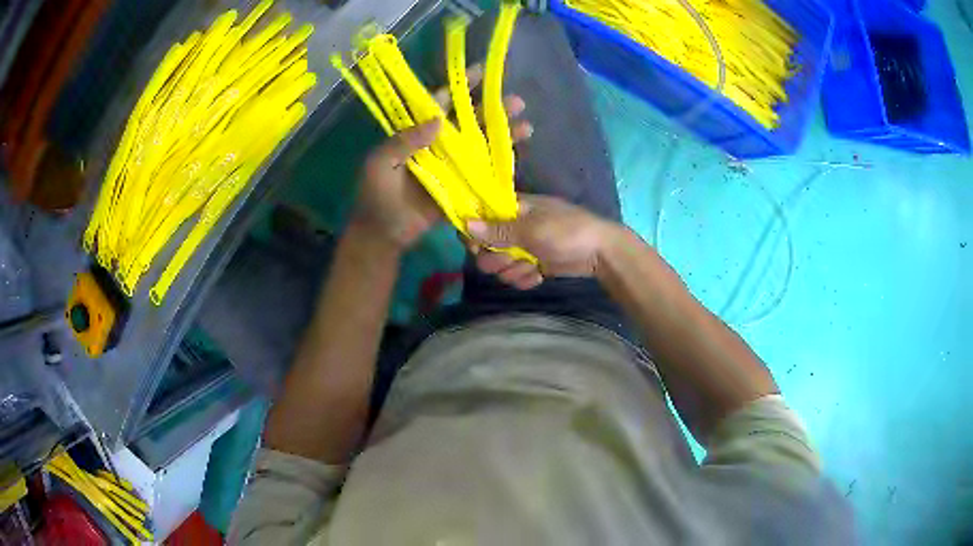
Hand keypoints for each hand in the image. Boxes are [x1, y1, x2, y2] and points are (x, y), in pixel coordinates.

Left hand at [353, 65, 531, 249]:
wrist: (383, 236)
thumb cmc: (376, 198)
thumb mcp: (380, 165)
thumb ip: (404, 142)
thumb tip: (438, 120)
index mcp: (415, 133)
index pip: (439, 103)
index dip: (459, 87)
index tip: (481, 72)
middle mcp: (436, 144)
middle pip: (466, 121)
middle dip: (491, 108)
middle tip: (516, 102)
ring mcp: (450, 165)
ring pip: (479, 143)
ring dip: (501, 132)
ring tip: (525, 125)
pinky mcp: (460, 186)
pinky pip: (482, 170)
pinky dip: (500, 161)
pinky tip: (518, 152)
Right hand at [467, 194, 621, 289]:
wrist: (600, 253)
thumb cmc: (567, 232)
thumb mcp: (532, 229)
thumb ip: (499, 230)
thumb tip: (466, 224)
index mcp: (514, 209)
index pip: (480, 218)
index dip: (474, 234)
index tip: (476, 247)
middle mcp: (515, 227)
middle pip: (486, 247)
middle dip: (496, 259)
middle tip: (511, 260)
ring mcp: (525, 247)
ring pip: (501, 265)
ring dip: (513, 270)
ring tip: (531, 267)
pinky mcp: (535, 264)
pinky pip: (517, 276)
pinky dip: (526, 278)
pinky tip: (539, 276)